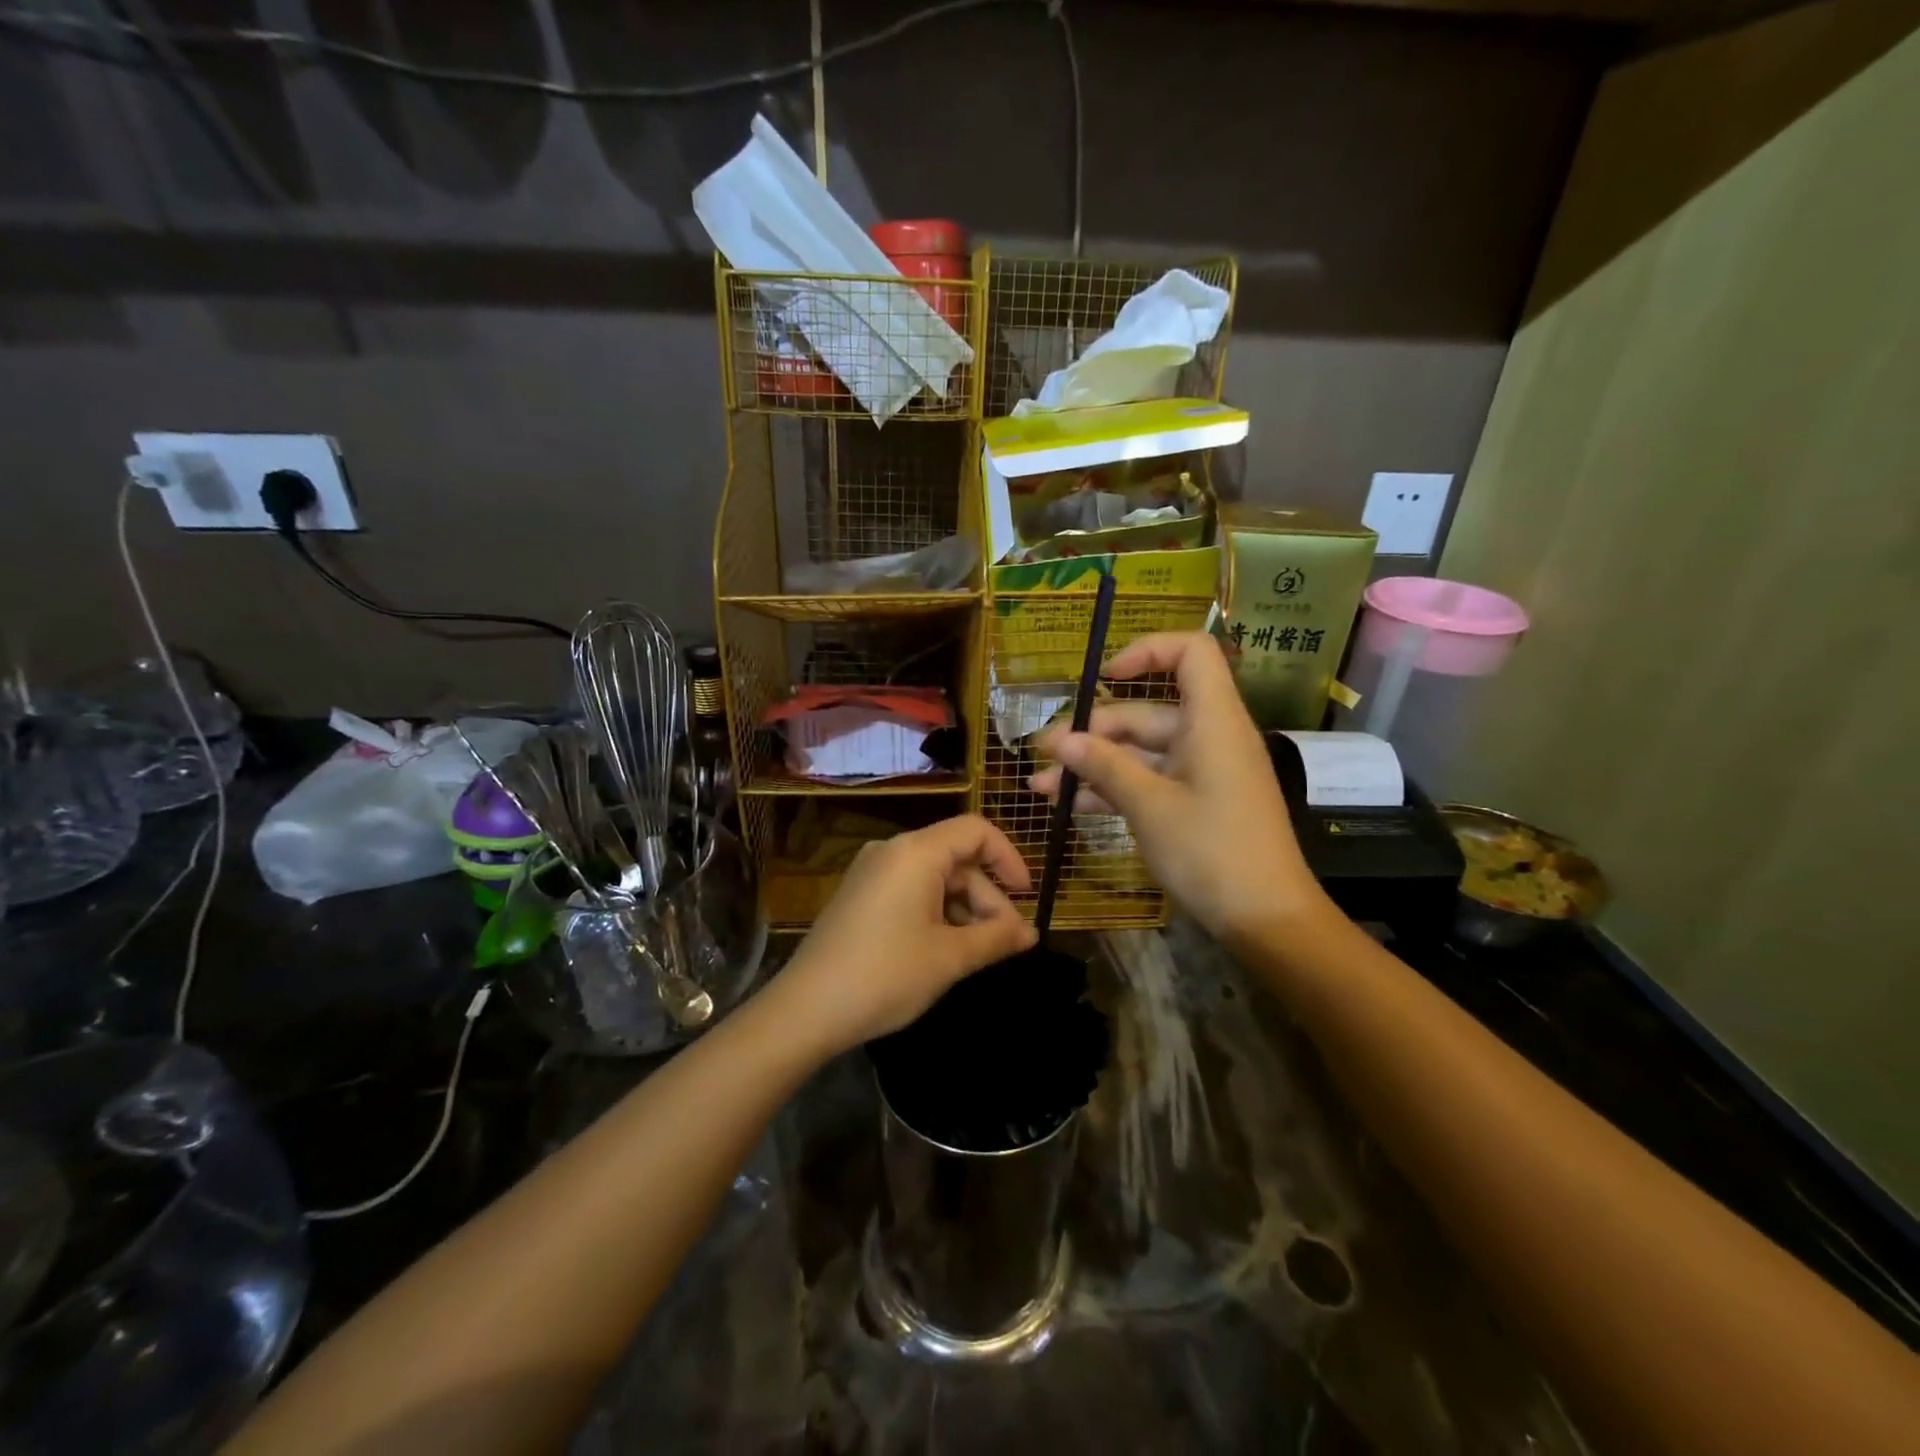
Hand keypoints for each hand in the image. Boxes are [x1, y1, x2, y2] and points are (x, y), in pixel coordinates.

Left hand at [767, 815, 1036, 1058]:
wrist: (806, 1010)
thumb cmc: (885, 975)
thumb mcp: (949, 958)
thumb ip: (996, 938)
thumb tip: (1031, 932)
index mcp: (915, 852)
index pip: (976, 831)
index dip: (1009, 858)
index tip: (1027, 897)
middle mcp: (892, 851)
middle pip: (957, 859)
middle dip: (988, 898)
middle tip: (1007, 944)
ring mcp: (872, 873)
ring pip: (936, 878)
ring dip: (965, 910)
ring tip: (979, 954)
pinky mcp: (861, 896)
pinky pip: (912, 891)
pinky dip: (938, 914)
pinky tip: (946, 950)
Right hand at [1031, 632, 1323, 942]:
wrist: (1266, 919)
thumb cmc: (1212, 850)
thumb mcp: (1149, 806)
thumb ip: (1104, 766)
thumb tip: (1062, 741)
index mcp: (1212, 720)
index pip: (1190, 652)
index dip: (1146, 651)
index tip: (1104, 676)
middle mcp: (1208, 737)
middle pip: (1146, 712)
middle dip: (1093, 732)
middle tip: (1045, 755)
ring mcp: (1201, 772)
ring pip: (1140, 753)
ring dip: (1094, 766)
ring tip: (1043, 788)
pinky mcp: (1196, 803)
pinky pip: (1149, 781)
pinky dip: (1114, 790)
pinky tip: (1071, 807)